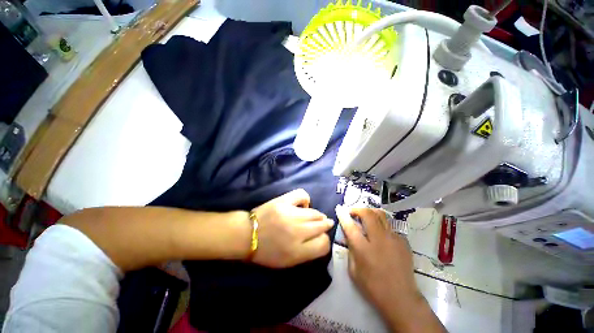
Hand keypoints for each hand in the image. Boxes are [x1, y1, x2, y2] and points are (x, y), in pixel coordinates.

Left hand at [250, 189, 333, 267]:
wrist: (246, 235)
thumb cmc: (267, 251)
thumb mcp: (288, 262)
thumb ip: (307, 253)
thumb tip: (322, 239)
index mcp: (297, 251)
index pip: (323, 244)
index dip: (325, 241)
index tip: (321, 238)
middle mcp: (297, 232)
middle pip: (322, 226)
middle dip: (325, 225)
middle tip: (325, 224)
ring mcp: (290, 214)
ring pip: (315, 213)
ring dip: (319, 215)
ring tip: (317, 216)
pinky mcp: (283, 201)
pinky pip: (302, 196)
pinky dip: (306, 200)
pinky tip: (303, 205)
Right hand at [336, 206, 422, 318]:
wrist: (401, 298)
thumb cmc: (373, 287)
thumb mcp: (353, 270)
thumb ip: (350, 249)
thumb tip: (348, 234)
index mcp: (364, 249)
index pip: (350, 226)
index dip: (343, 215)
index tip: (339, 208)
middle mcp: (379, 240)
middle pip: (368, 214)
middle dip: (357, 209)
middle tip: (353, 212)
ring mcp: (393, 239)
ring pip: (381, 215)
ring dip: (370, 212)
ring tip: (365, 216)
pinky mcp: (403, 241)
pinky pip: (389, 226)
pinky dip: (381, 224)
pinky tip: (380, 233)